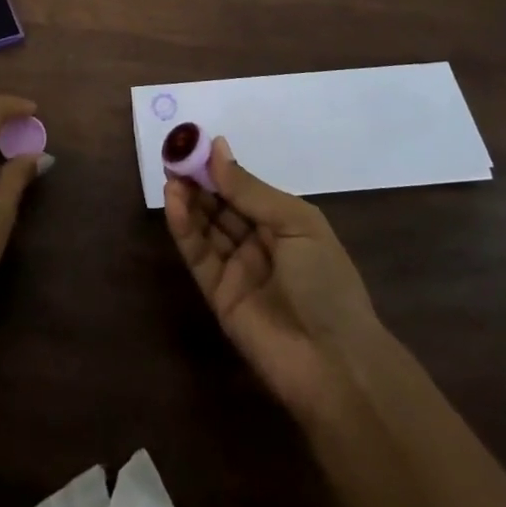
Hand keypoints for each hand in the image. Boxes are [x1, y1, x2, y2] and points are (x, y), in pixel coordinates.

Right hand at [165, 137, 385, 421]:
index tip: (195, 142)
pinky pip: (198, 255)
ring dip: (188, 199)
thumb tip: (216, 149)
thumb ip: (250, 190)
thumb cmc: (326, 282)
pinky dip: (184, 227)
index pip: (244, 189)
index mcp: (284, 224)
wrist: (334, 363)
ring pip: (206, 227)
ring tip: (171, 173)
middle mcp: (258, 243)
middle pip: (221, 205)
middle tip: (175, 154)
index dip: (220, 167)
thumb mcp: (296, 224)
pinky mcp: (217, 295)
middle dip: (198, 179)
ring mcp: (237, 270)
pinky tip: (174, 201)